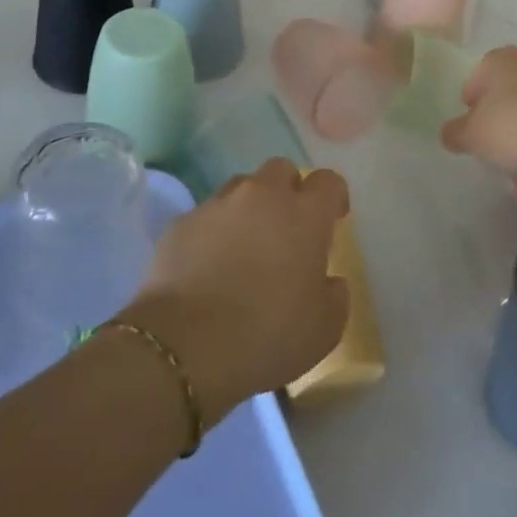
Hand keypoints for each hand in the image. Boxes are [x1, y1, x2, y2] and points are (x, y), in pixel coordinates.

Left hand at [123, 159, 349, 426]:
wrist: (185, 346)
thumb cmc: (267, 335)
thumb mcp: (324, 329)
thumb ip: (335, 296)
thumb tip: (329, 281)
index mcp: (304, 215)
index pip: (328, 181)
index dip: (333, 197)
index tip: (332, 220)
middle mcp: (262, 196)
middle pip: (281, 170)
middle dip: (288, 192)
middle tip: (287, 230)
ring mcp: (218, 205)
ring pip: (241, 188)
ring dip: (249, 208)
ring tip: (245, 247)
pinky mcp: (181, 223)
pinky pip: (207, 216)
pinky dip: (214, 231)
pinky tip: (209, 266)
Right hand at [440, 46, 516, 179]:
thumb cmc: (513, 131)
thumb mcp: (471, 137)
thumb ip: (454, 132)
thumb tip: (450, 133)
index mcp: (499, 58)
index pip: (476, 78)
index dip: (472, 105)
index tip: (474, 129)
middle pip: (505, 84)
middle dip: (499, 106)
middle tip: (495, 136)